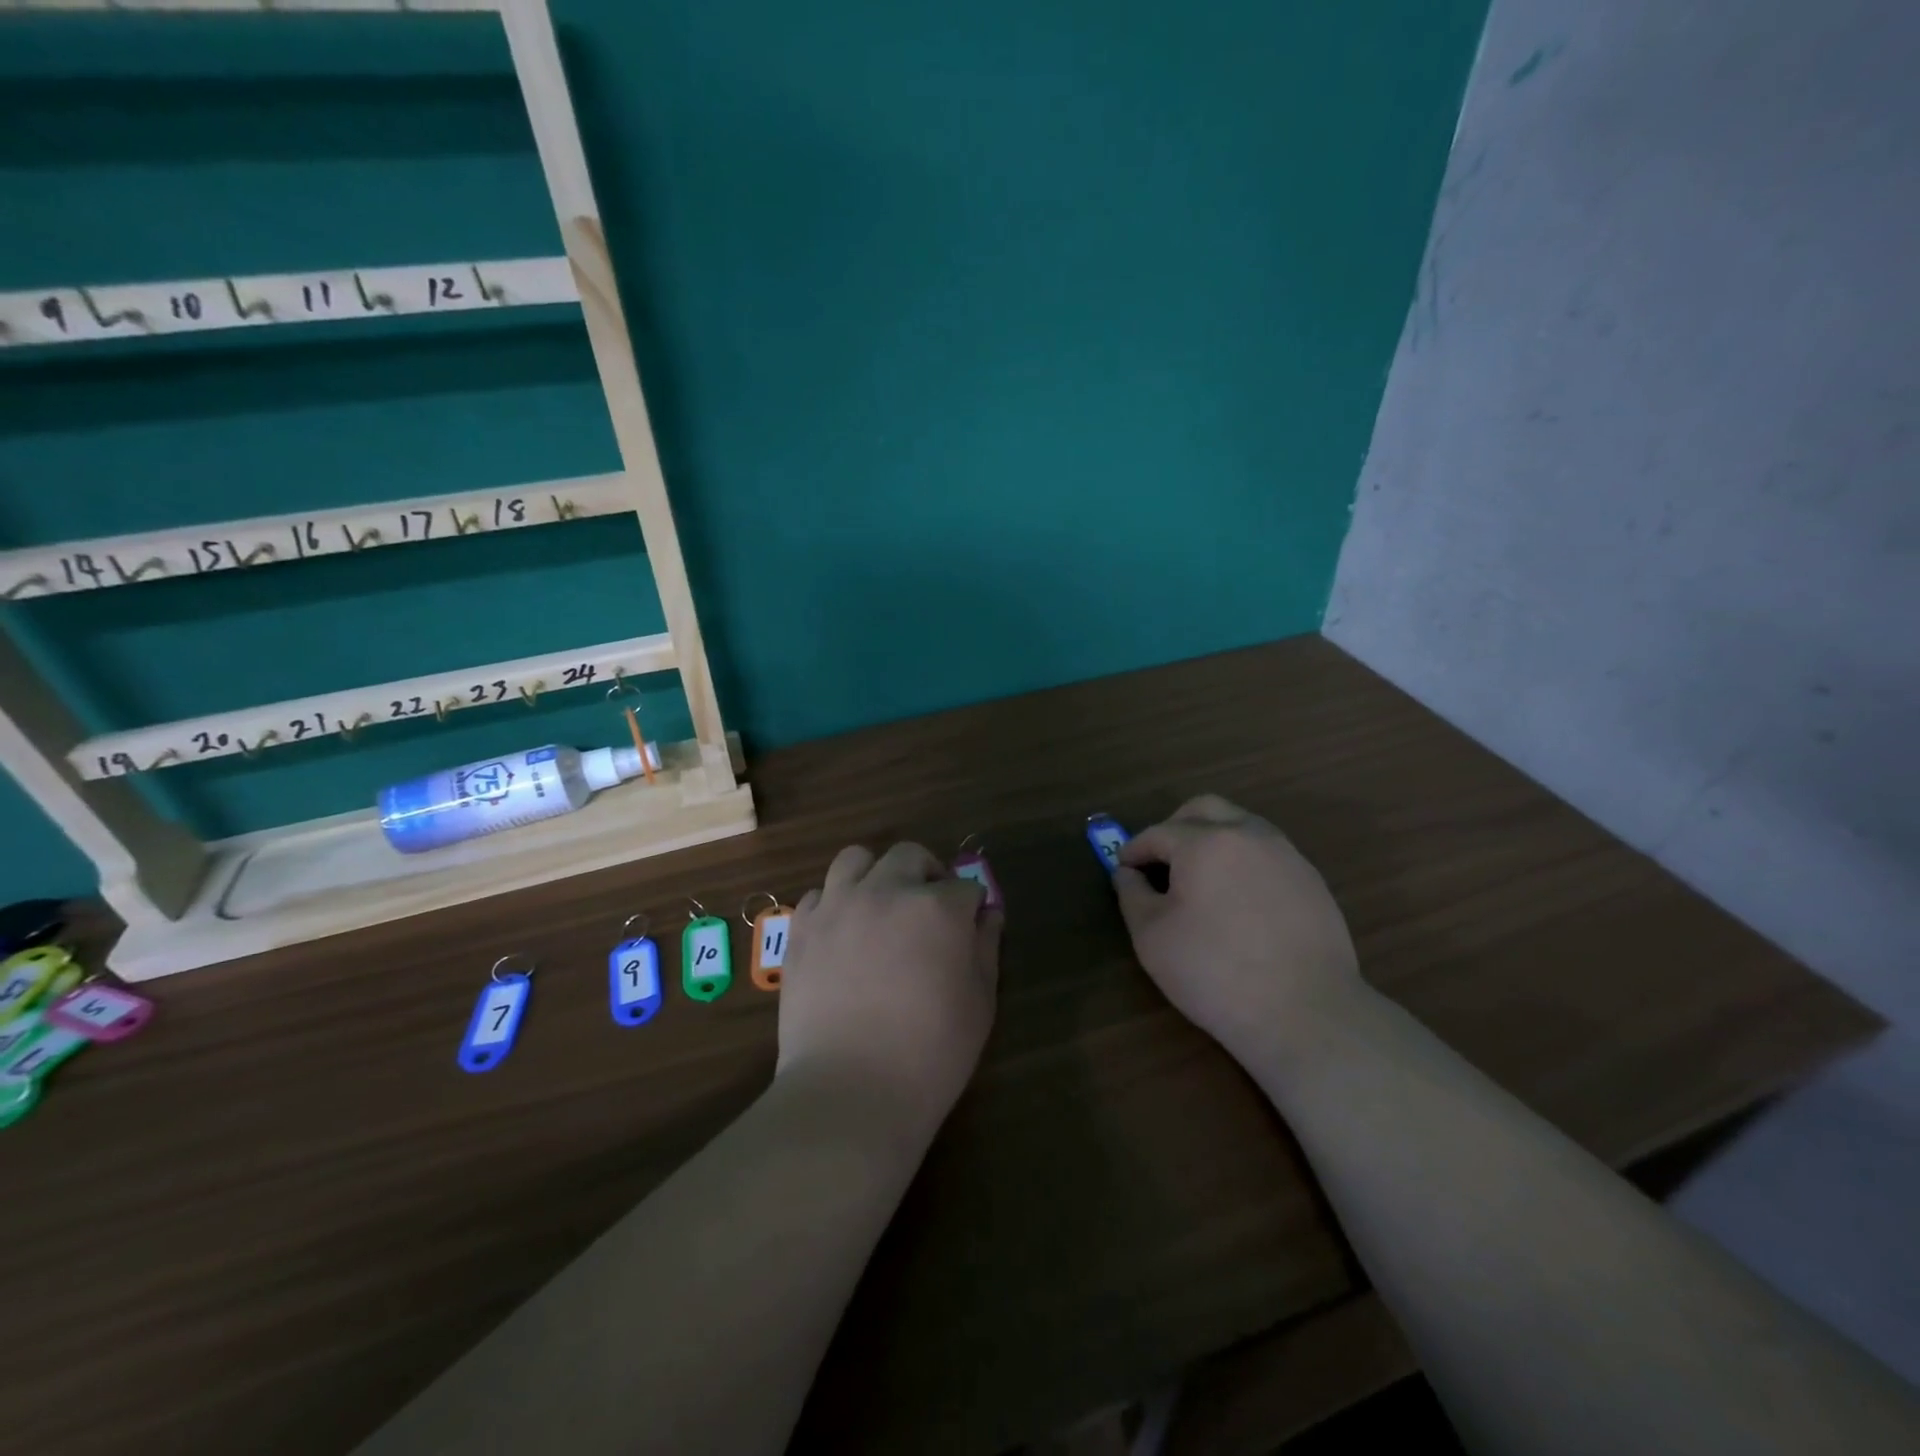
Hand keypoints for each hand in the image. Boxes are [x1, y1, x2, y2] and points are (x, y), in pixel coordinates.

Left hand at [776, 842, 1001, 1136]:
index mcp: (937, 907)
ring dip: (876, 874)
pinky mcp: (802, 929)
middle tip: (930, 909)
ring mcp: (838, 905)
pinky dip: (836, 903)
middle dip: (928, 875)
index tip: (970, 927)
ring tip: (881, 905)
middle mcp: (886, 891)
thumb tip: (988, 915)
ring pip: (857, 859)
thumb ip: (986, 947)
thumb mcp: (980, 1002)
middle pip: (910, 856)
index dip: (972, 907)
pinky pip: (819, 894)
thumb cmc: (931, 1053)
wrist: (850, 1091)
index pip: (965, 886)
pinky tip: (843, 932)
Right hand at [1114, 795, 1360, 1065]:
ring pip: (1240, 826)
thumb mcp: (1152, 936)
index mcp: (1205, 842)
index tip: (1123, 870)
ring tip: (1199, 881)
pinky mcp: (1311, 881)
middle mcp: (1248, 834)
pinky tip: (1238, 902)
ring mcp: (1286, 855)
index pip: (1158, 833)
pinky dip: (1242, 862)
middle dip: (1174, 827)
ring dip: (1212, 840)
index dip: (1134, 850)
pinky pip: (1267, 854)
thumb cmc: (1214, 972)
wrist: (1306, 1013)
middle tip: (1160, 862)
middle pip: (1204, 809)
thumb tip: (1127, 873)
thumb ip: (1132, 894)